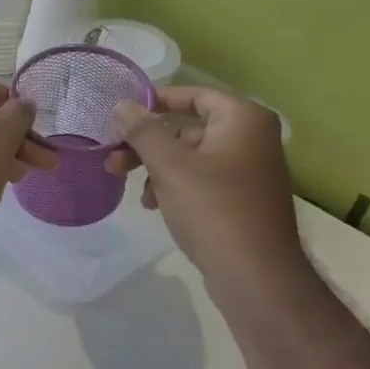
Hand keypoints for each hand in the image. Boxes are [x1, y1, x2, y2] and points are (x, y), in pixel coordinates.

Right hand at [108, 86, 307, 289]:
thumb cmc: (212, 209)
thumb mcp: (169, 166)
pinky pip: (202, 179)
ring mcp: (249, 169)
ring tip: (133, 191)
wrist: (255, 273)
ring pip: (191, 156)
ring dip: (156, 169)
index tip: (121, 115)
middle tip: (114, 160)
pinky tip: (155, 205)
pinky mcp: (242, 197)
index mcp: (242, 119)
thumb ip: (143, 131)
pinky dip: (175, 186)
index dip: (156, 102)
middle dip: (147, 144)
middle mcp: (251, 137)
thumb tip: (122, 104)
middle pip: (188, 128)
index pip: (194, 95)